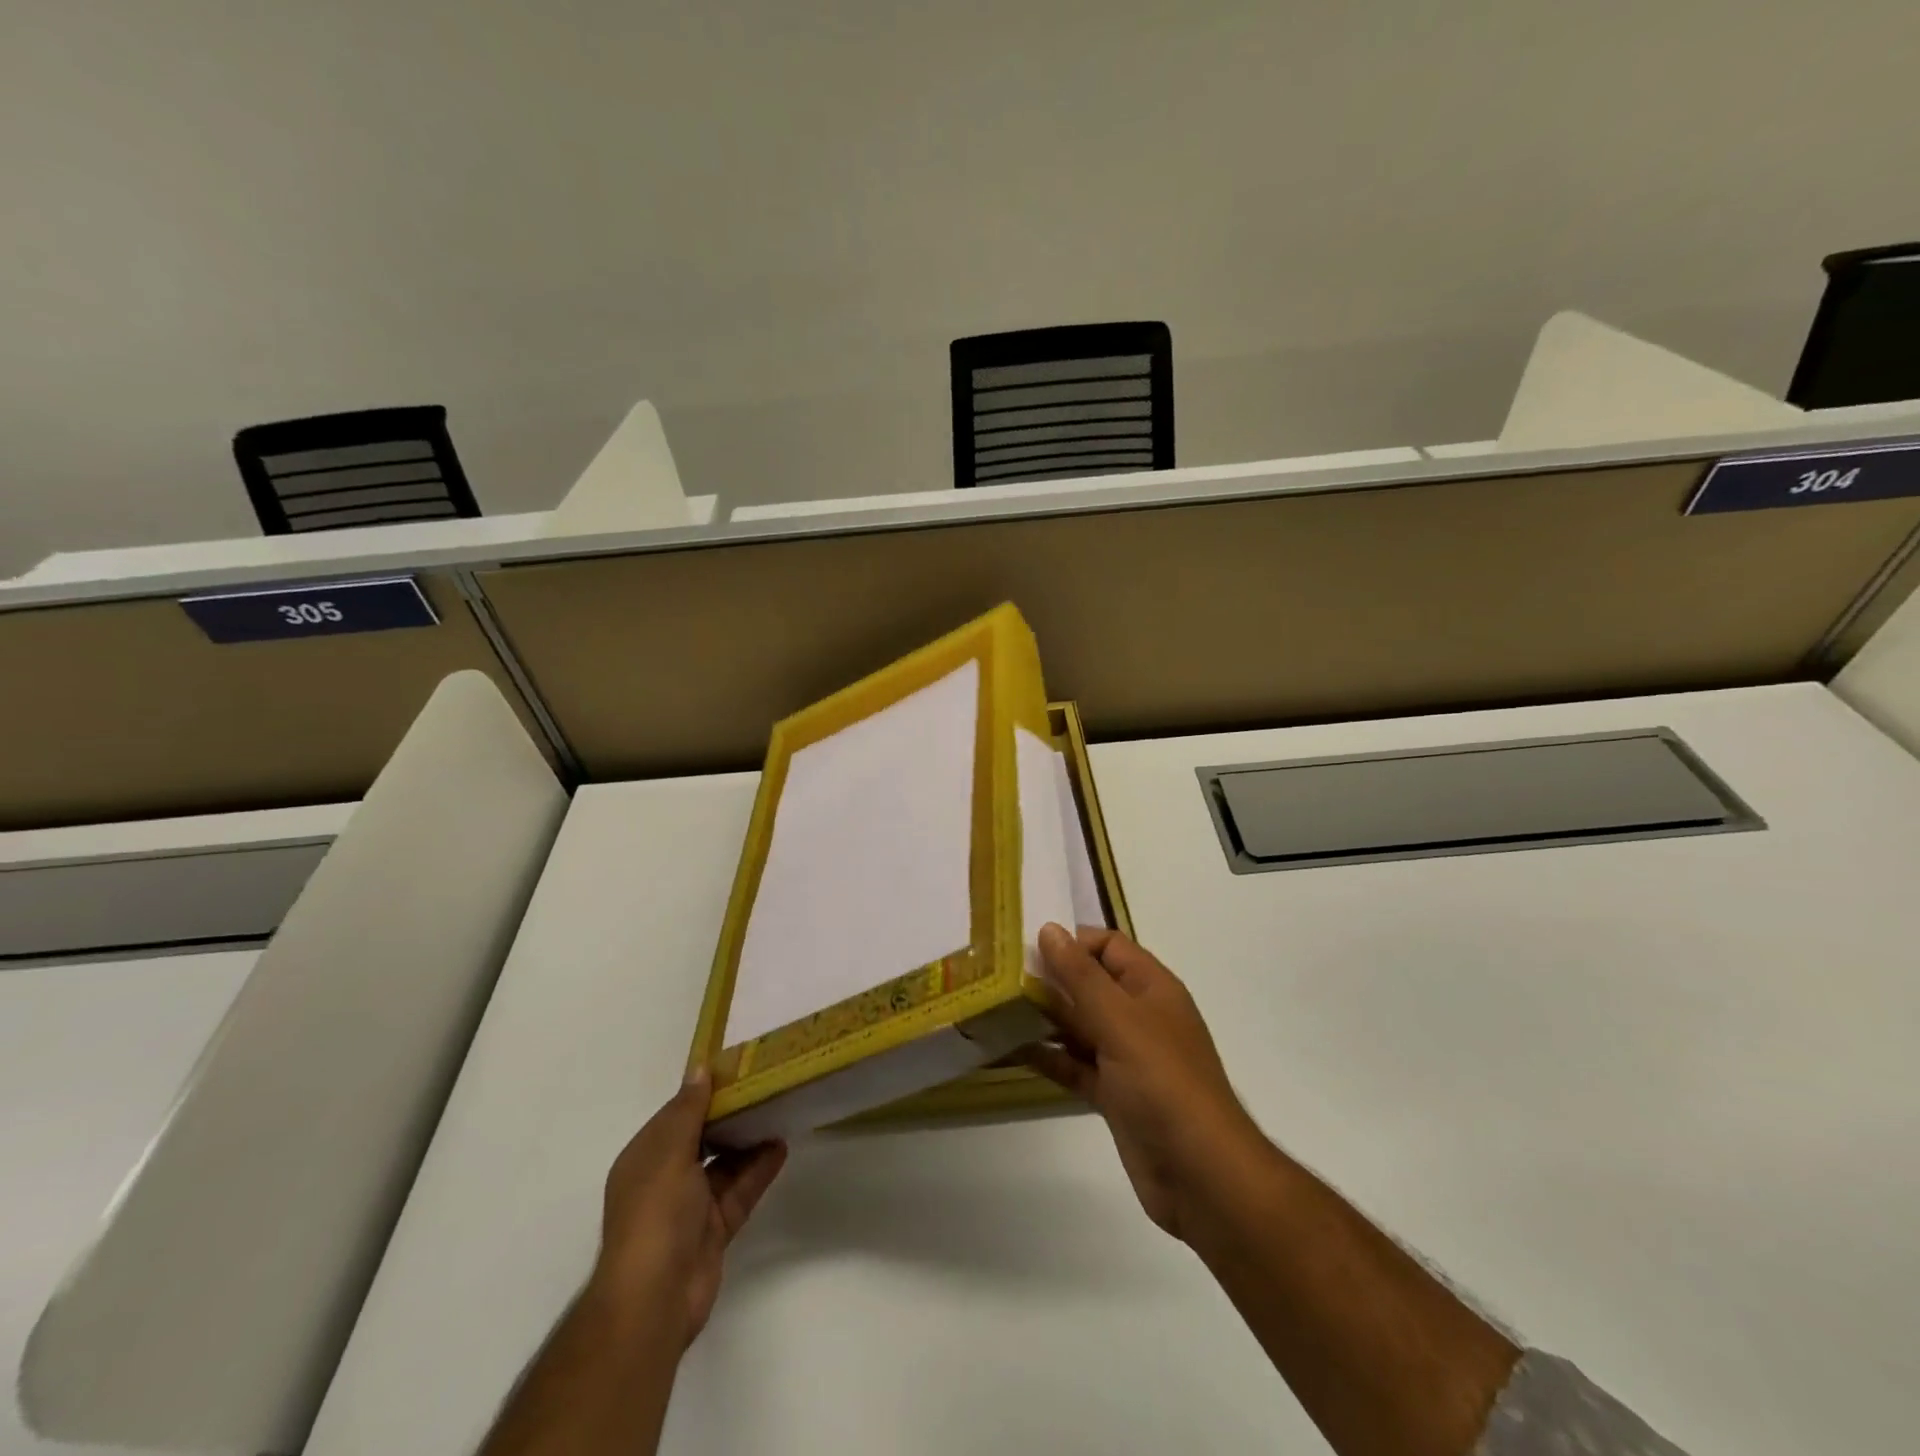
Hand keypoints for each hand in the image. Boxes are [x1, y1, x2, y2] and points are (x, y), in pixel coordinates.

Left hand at [588, 1069, 786, 1348]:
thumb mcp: (670, 1153)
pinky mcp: (714, 1230)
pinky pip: (739, 1191)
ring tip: (779, 1110)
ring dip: (748, 1141)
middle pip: (702, 1138)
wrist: (654, 1300)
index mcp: (645, 1158)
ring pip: (724, 1164)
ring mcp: (690, 1207)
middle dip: (730, 1115)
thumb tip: (699, 1068)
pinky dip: (758, 1170)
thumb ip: (688, 1110)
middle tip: (765, 1085)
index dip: (703, 1091)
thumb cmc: (655, 1215)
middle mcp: (665, 1179)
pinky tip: (781, 1147)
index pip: (676, 1115)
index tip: (736, 1067)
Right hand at [1026, 924, 1266, 1242]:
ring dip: (1044, 1018)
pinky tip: (1012, 1050)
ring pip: (1080, 1025)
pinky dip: (1049, 1057)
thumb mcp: (1119, 1020)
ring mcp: (1127, 1057)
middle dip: (1050, 979)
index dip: (1072, 942)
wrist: (1200, 1173)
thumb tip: (1050, 929)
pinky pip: (1076, 1065)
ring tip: (997, 1009)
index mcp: (1151, 988)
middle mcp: (1139, 1016)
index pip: (1108, 946)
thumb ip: (1081, 976)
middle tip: (1000, 978)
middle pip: (1090, 984)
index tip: (1027, 949)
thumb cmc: (1162, 1082)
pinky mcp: (1114, 1094)